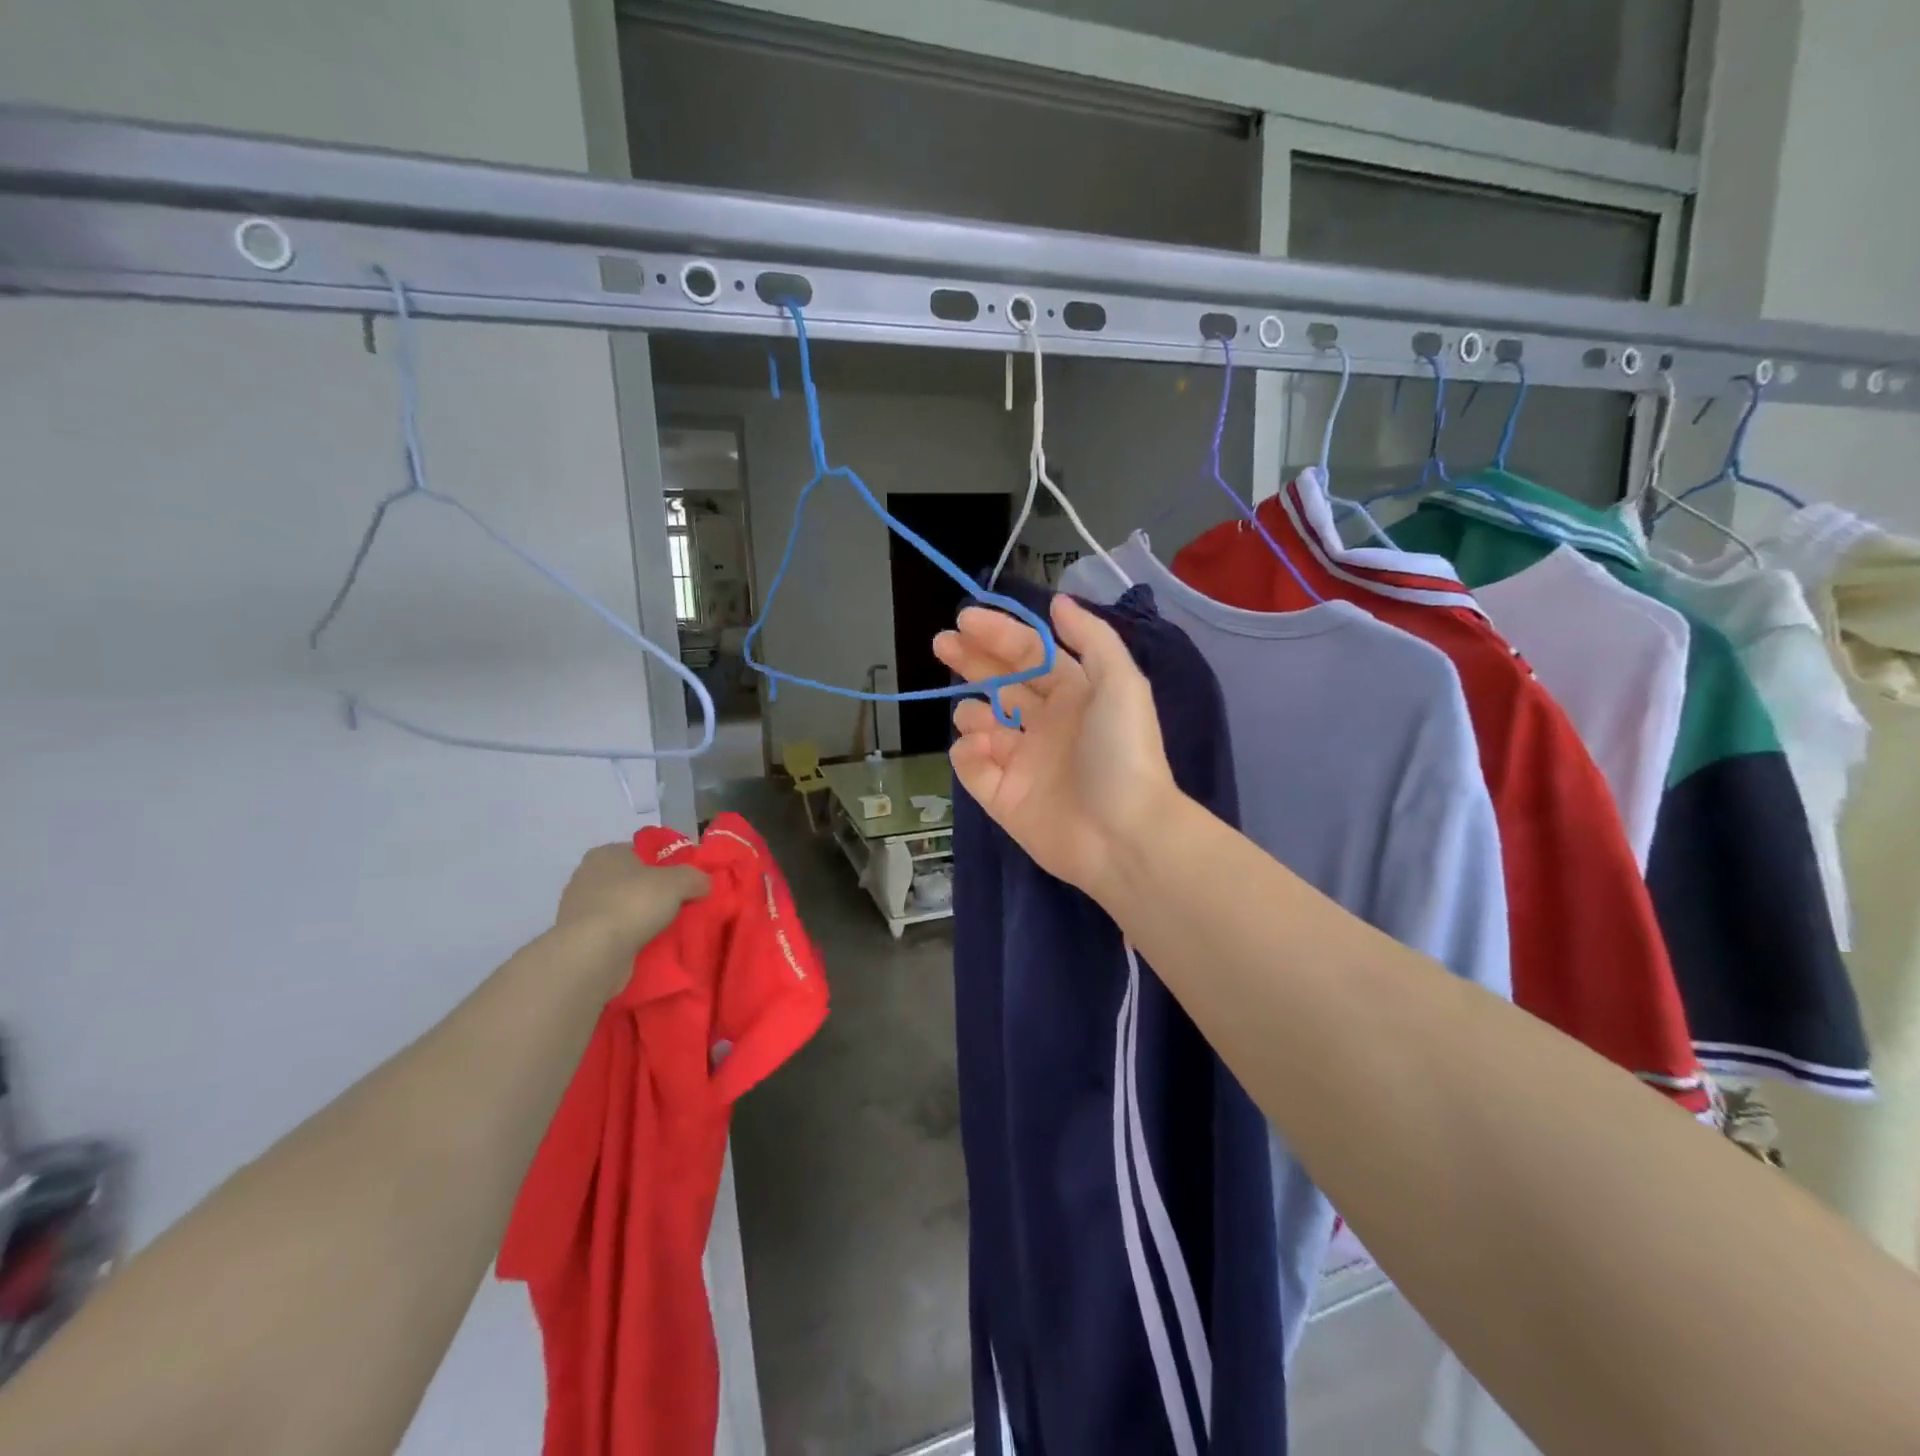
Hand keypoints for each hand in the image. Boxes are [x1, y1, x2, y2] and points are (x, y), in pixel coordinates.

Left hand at [555, 844, 707, 967]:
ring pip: (623, 908)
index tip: (685, 881)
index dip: (667, 864)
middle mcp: (588, 876)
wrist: (592, 954)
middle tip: (681, 905)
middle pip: (633, 881)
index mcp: (607, 853)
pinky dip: (629, 937)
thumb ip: (695, 877)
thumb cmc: (633, 903)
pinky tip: (648, 946)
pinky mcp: (579, 938)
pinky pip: (613, 932)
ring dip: (642, 918)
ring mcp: (580, 909)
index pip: (642, 852)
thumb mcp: (678, 882)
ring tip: (668, 929)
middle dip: (655, 893)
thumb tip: (704, 883)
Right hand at [933, 595, 1180, 898]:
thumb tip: (1058, 602)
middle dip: (971, 660)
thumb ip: (1091, 639)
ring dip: (972, 711)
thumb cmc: (1121, 752)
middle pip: (1000, 683)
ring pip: (982, 724)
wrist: (1123, 834)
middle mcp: (1046, 724)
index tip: (964, 619)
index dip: (998, 634)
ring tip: (978, 718)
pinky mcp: (1003, 797)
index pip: (1029, 654)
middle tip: (941, 644)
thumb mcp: (1121, 684)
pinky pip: (972, 766)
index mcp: (1074, 695)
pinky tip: (981, 748)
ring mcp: (1022, 761)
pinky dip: (969, 752)